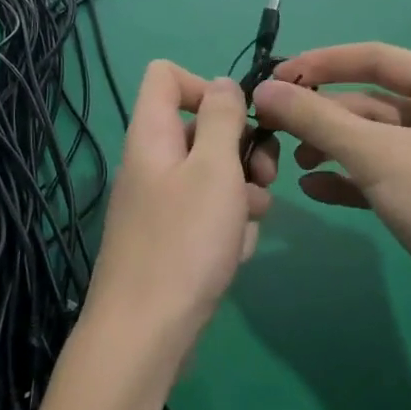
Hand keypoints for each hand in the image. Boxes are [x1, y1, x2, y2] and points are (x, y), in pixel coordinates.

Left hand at [82, 62, 276, 369]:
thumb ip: (221, 119)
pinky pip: (208, 215)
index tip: (238, 118)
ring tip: (249, 222)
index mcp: (152, 134)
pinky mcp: (171, 239)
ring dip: (242, 193)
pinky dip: (227, 227)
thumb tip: (222, 84)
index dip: (205, 85)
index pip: (165, 75)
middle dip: (241, 149)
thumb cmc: (184, 242)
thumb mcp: (214, 169)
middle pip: (200, 128)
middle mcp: (152, 162)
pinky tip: (235, 254)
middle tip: (264, 177)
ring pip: (213, 175)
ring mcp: (160, 204)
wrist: (147, 334)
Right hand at [251, 43, 410, 341]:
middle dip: (324, 116)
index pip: (377, 59)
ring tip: (293, 162)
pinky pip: (382, 174)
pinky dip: (348, 178)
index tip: (276, 77)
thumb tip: (263, 90)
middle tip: (274, 126)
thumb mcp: (376, 155)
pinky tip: (313, 189)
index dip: (322, 63)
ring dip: (332, 147)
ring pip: (374, 140)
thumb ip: (316, 119)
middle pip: (372, 102)